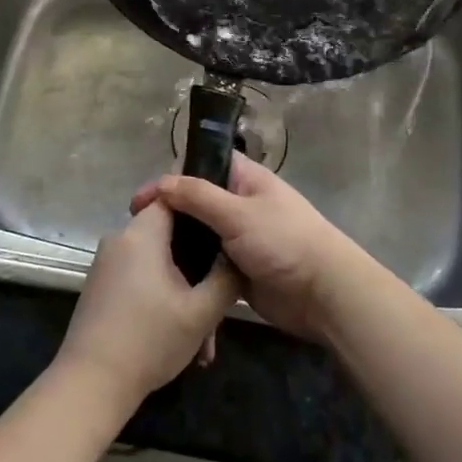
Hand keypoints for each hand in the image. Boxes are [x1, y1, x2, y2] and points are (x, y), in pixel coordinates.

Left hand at [56, 200, 240, 411]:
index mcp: (142, 233)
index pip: (174, 197)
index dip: (203, 208)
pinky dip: (162, 296)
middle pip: (168, 233)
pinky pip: (140, 277)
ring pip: (157, 261)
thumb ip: (226, 278)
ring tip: (205, 334)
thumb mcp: (201, 312)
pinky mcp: (101, 286)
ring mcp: (107, 263)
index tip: (226, 229)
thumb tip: (237, 256)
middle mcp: (120, 239)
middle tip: (221, 296)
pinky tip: (180, 335)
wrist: (91, 384)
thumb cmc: (149, 340)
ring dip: (183, 289)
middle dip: (198, 264)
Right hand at [131, 154, 367, 342]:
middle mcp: (240, 205)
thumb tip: (160, 184)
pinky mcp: (238, 271)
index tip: (141, 201)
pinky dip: (191, 272)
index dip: (171, 177)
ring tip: (144, 259)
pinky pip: (208, 267)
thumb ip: (198, 196)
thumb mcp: (238, 213)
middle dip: (169, 215)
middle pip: (196, 203)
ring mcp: (239, 239)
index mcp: (245, 180)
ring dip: (178, 246)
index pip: (202, 166)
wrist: (324, 295)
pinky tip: (165, 282)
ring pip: (200, 237)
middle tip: (137, 233)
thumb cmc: (285, 242)